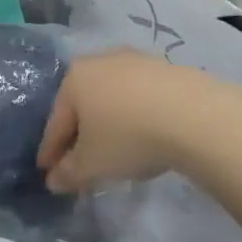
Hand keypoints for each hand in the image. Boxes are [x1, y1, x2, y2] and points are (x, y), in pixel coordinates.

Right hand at [37, 51, 210, 192]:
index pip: (56, 122)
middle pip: (83, 105)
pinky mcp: (166, 68)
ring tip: (115, 149)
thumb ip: (68, 173)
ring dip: (109, 122)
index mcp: (74, 78)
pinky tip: (145, 134)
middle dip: (80, 133)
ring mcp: (135, 60)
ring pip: (112, 97)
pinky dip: (135, 115)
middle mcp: (100, 61)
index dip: (50, 151)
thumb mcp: (92, 164)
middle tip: (80, 161)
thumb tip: (54, 180)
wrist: (194, 115)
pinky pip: (140, 96)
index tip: (47, 171)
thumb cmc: (128, 136)